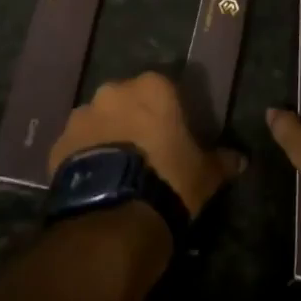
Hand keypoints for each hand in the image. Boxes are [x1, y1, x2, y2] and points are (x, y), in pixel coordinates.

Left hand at [47, 71, 246, 219]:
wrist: (115, 214)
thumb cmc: (168, 180)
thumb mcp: (204, 174)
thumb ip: (221, 161)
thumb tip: (241, 160)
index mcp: (151, 87)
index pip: (164, 88)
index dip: (169, 110)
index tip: (173, 132)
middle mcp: (113, 91)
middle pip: (126, 99)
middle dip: (133, 118)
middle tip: (145, 149)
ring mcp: (81, 116)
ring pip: (98, 120)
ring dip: (107, 135)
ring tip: (118, 168)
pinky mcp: (59, 143)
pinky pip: (76, 145)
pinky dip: (85, 156)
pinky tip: (97, 181)